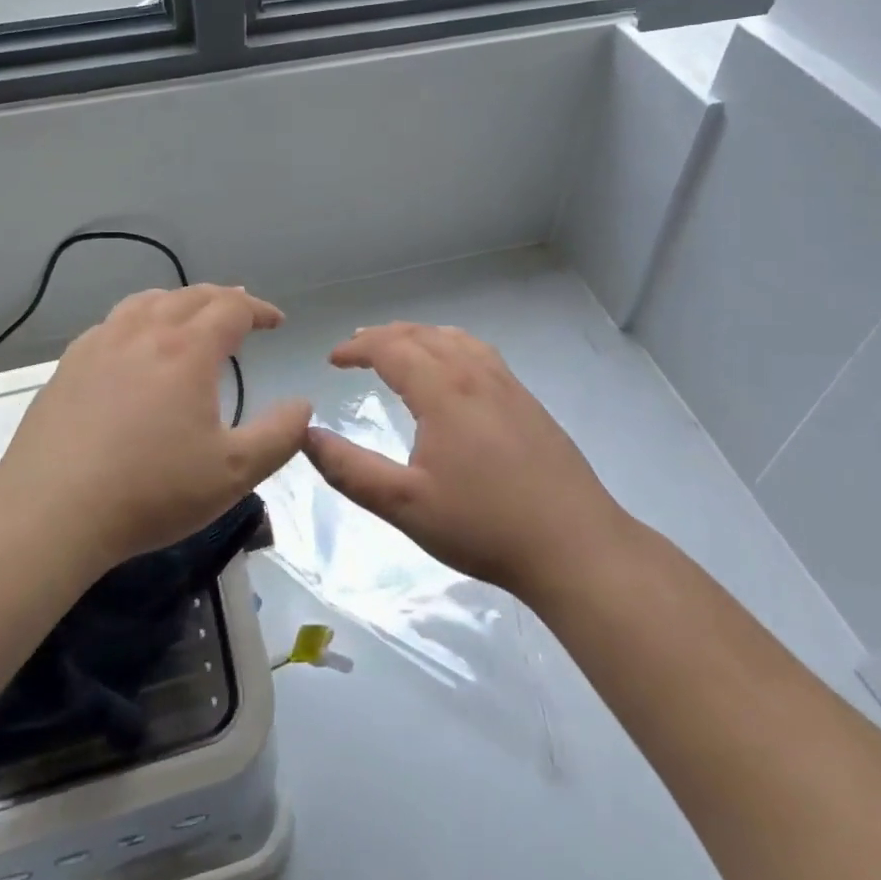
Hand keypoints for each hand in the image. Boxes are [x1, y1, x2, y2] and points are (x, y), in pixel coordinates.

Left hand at [0, 284, 311, 570]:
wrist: (51, 513)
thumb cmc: (151, 491)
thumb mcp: (234, 473)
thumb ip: (279, 435)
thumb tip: (302, 405)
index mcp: (187, 350)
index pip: (232, 308)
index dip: (259, 309)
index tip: (276, 321)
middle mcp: (143, 333)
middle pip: (190, 296)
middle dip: (223, 299)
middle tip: (241, 312)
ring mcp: (99, 345)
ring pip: (146, 302)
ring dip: (178, 302)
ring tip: (190, 316)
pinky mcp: (67, 366)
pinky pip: (112, 323)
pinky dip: (138, 320)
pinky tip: (133, 345)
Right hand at [303, 323, 627, 604]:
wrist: (574, 545)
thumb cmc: (483, 524)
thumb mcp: (404, 504)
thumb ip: (349, 469)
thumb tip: (306, 435)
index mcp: (443, 390)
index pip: (391, 347)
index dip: (357, 348)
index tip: (333, 359)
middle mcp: (475, 374)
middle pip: (422, 335)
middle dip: (383, 336)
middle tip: (356, 349)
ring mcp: (507, 385)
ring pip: (454, 338)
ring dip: (418, 335)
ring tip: (398, 347)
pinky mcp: (528, 402)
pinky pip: (479, 352)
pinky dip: (450, 344)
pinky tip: (453, 369)